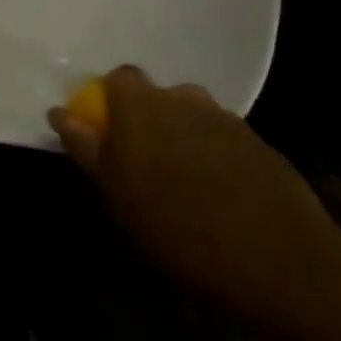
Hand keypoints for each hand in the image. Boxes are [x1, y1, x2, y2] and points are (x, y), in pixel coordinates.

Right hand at [50, 66, 340, 322]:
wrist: (280, 261)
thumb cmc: (180, 229)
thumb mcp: (118, 195)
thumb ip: (87, 146)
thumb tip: (60, 112)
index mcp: (141, 105)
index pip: (118, 79)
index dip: (111, 102)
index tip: (109, 136)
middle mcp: (181, 98)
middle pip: (156, 97)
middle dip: (148, 121)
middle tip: (146, 166)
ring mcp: (224, 117)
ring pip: (190, 116)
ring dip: (182, 136)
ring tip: (185, 181)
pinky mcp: (257, 142)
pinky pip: (221, 138)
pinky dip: (214, 155)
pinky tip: (220, 194)